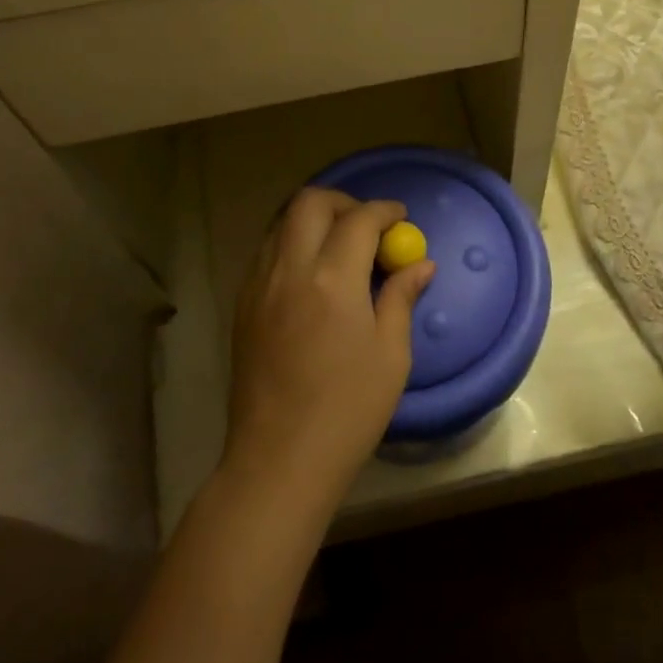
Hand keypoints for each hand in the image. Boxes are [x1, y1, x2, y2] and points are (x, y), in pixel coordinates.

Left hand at [223, 187, 434, 511]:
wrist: (278, 461)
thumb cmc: (348, 410)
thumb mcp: (391, 355)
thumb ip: (401, 298)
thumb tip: (420, 264)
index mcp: (333, 279)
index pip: (359, 219)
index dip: (384, 211)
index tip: (400, 219)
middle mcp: (289, 269)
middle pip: (310, 203)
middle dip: (344, 202)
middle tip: (368, 226)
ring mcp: (258, 285)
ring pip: (282, 222)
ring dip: (314, 220)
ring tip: (340, 247)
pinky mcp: (242, 305)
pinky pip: (267, 252)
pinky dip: (292, 244)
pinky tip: (312, 275)